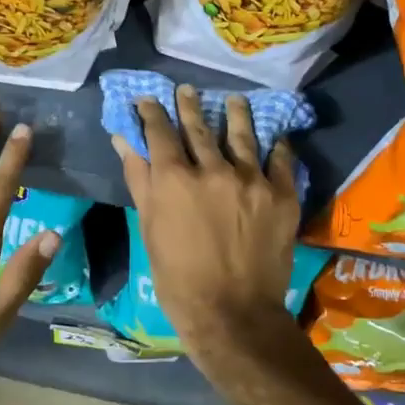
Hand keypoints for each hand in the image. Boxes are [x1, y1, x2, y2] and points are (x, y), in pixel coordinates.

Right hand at [112, 86, 303, 361]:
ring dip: (236, 114)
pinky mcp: (281, 195)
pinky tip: (275, 136)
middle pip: (199, 127)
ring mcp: (251, 179)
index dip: (152, 113)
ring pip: (242, 135)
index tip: (148, 100)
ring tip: (233, 101)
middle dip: (189, 105)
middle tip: (186, 90)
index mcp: (174, 178)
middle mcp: (213, 169)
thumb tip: (123, 139)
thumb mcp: (149, 228)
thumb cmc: (177, 278)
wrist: (232, 314)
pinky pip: (281, 160)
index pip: (160, 132)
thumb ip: (139, 178)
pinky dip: (277, 146)